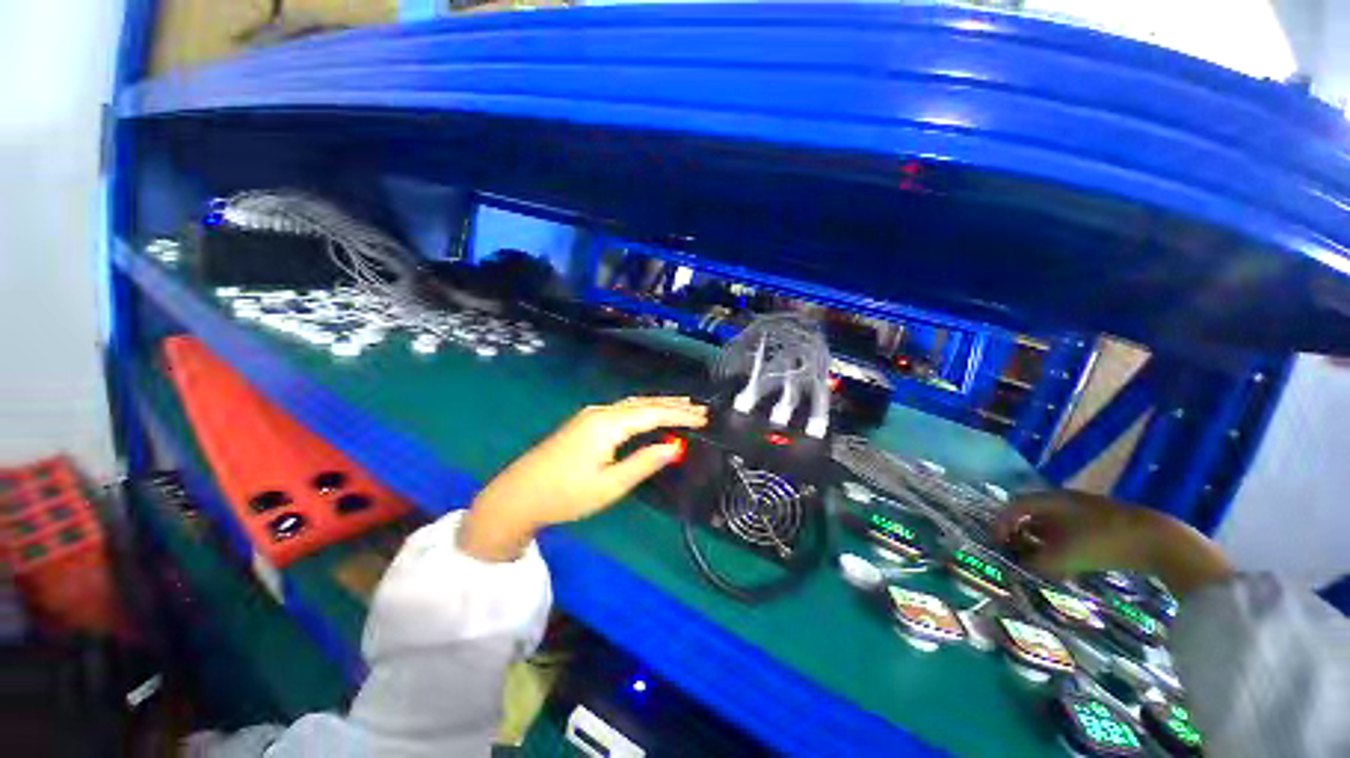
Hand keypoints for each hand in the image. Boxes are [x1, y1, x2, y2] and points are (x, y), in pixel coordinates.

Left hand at [459, 397, 708, 560]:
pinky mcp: (585, 421)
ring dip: (659, 404)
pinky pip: (623, 409)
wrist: (518, 495)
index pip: (653, 414)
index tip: (704, 418)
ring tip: (683, 406)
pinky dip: (643, 409)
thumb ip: (645, 462)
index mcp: (608, 424)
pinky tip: (650, 412)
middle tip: (700, 409)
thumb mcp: (610, 485)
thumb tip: (676, 447)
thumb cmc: (566, 495)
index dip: (680, 416)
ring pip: (633, 404)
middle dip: (673, 405)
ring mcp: (591, 414)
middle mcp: (601, 411)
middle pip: (644, 403)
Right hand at [995, 489, 1231, 596]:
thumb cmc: (1103, 542)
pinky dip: (1062, 546)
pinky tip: (1068, 564)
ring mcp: (1087, 510)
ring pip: (1053, 524)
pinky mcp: (1104, 523)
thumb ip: (1038, 563)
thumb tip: (1023, 568)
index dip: (1001, 523)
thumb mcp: (1065, 557)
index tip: (997, 543)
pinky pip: (1071, 532)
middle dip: (1021, 534)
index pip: (1014, 506)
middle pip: (1033, 514)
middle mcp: (1065, 500)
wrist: (1159, 541)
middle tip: (1016, 553)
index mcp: (1051, 499)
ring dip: (1042, 542)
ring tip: (1040, 563)